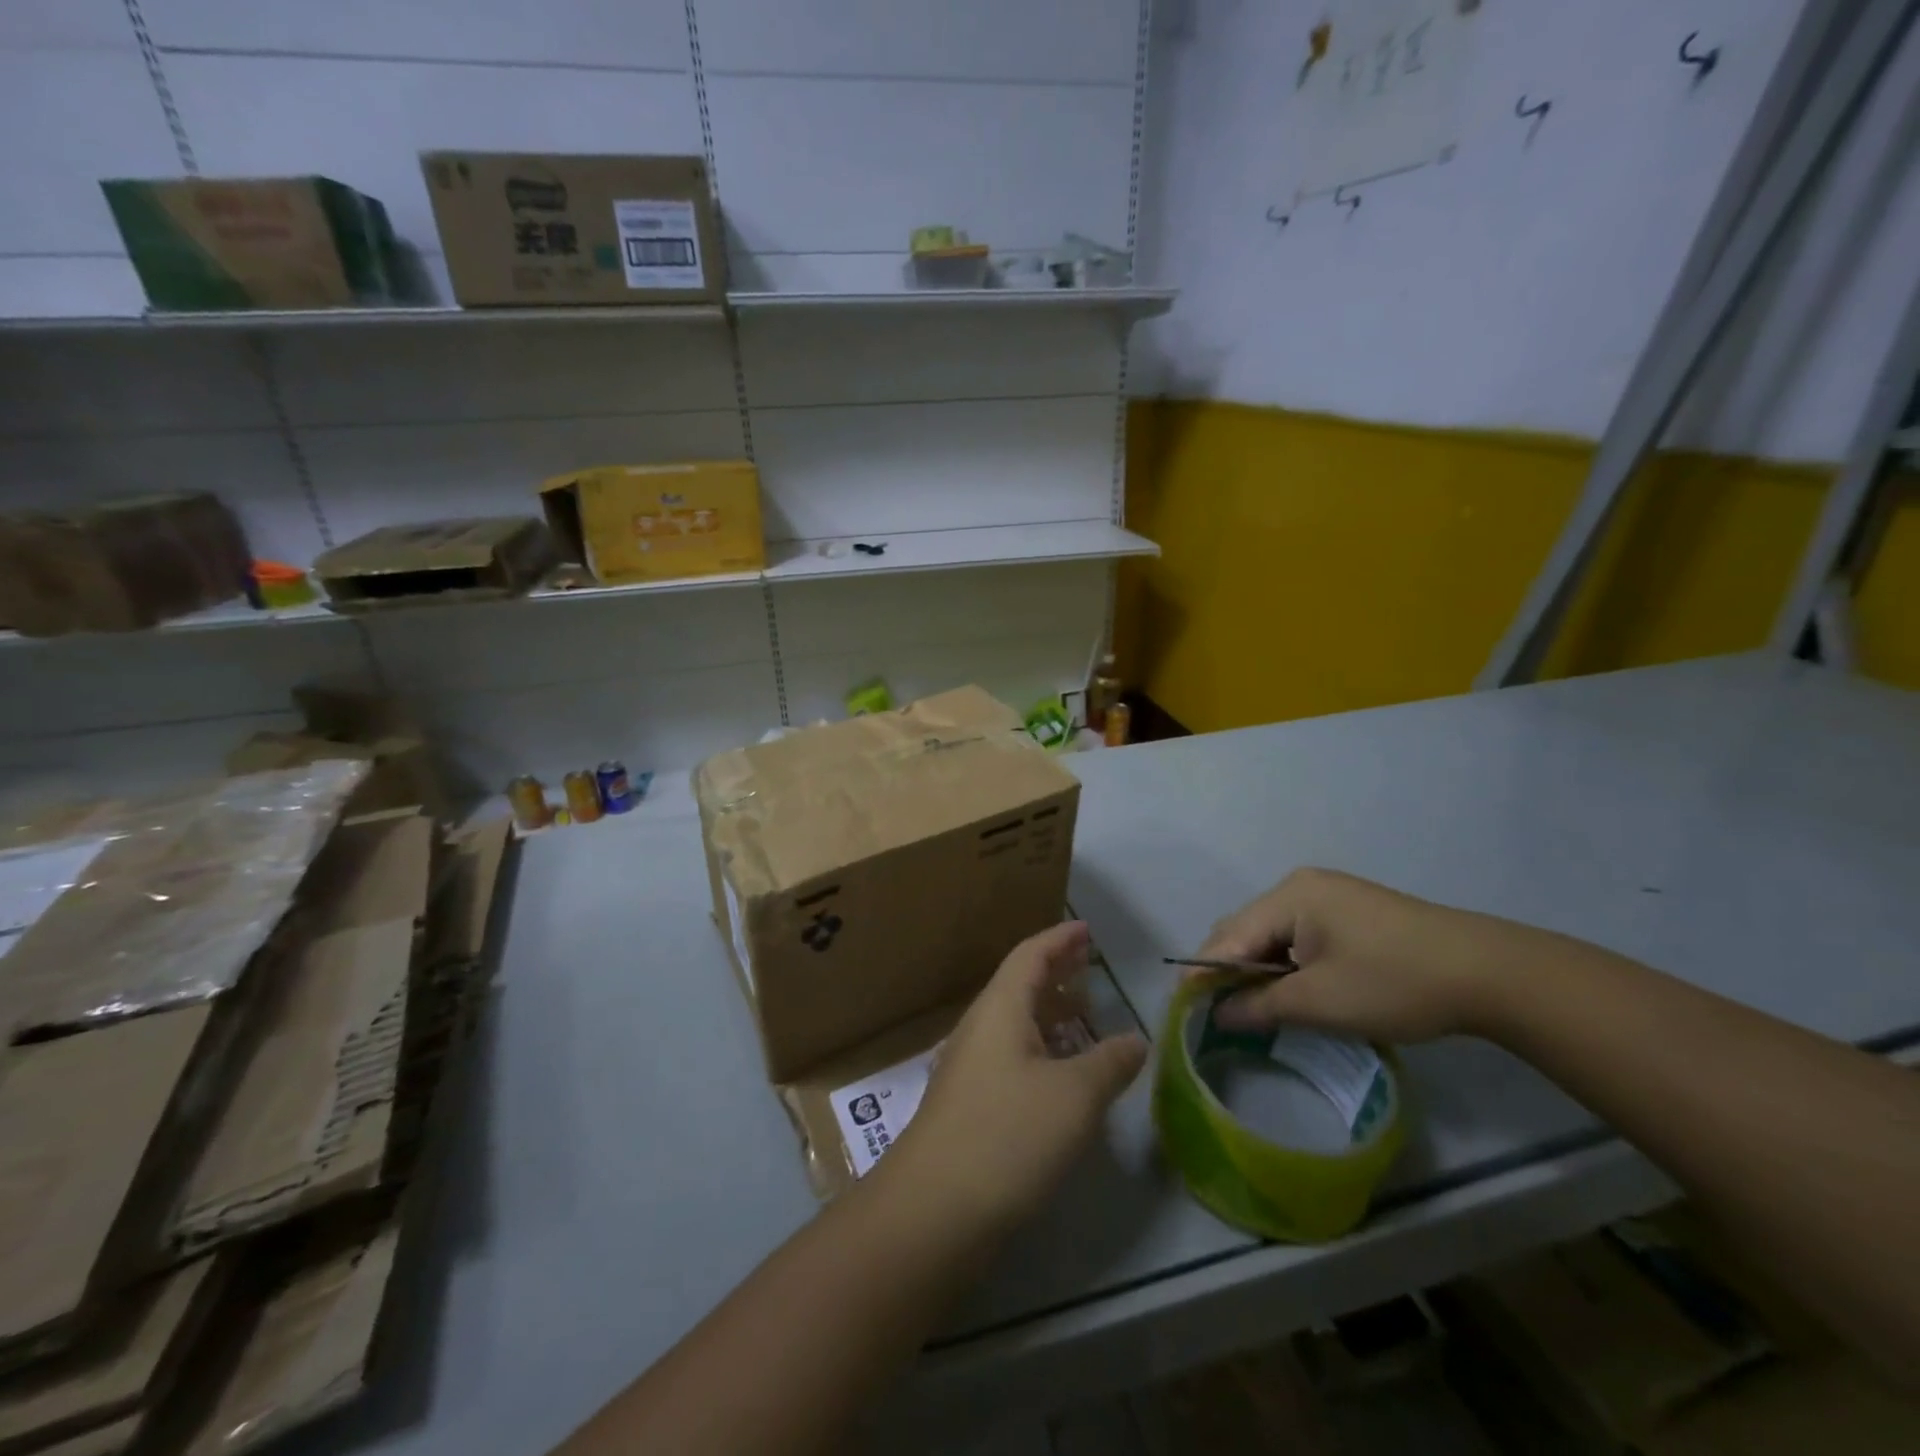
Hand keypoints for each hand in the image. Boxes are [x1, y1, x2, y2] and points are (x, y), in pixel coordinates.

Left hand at [886, 921, 1147, 1236]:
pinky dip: (1042, 1049)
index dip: (1060, 938)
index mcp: (1000, 1009)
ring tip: (1085, 1015)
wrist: (934, 1209)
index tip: (1086, 929)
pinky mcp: (970, 1103)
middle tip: (1091, 965)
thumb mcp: (1074, 1097)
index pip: (1031, 955)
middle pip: (1020, 984)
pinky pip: (1012, 1055)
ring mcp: (971, 1067)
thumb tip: (1137, 1039)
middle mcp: (981, 1028)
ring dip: (1050, 1012)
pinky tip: (1063, 1073)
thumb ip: (1110, 1063)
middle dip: (1056, 972)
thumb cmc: (1008, 1135)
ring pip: (1016, 1022)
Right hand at [1198, 869, 1501, 1042]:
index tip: (1184, 1009)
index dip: (1203, 973)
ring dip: (1259, 967)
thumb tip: (1217, 1014)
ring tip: (1252, 1006)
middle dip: (1228, 969)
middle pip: (1246, 929)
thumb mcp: (1319, 1002)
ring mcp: (1329, 895)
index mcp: (1289, 896)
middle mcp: (1301, 886)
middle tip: (1218, 1012)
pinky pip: (1299, 934)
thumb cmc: (1394, 983)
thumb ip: (1259, 1005)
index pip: (1228, 936)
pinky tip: (1292, 989)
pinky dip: (1287, 962)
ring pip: (1273, 933)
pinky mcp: (1352, 911)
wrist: (1489, 974)